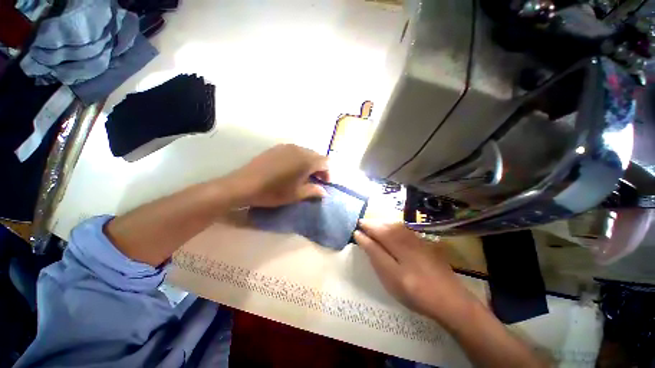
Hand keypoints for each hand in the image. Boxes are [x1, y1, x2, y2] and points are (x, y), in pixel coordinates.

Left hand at [227, 144, 329, 207]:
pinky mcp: (277, 148)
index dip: (328, 173)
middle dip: (319, 168)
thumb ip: (314, 191)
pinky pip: (294, 151)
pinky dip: (298, 159)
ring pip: (305, 153)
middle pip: (316, 156)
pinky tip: (290, 170)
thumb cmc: (274, 192)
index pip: (325, 162)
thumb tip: (324, 192)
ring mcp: (287, 147)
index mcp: (306, 160)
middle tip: (315, 181)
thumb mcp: (296, 194)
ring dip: (309, 163)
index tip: (324, 184)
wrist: (244, 185)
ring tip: (303, 176)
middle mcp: (299, 149)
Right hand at [354, 220, 476, 321]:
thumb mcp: (390, 275)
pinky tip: (391, 230)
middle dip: (373, 223)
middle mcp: (407, 235)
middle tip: (362, 225)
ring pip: (395, 225)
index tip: (356, 228)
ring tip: (373, 225)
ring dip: (382, 223)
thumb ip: (374, 252)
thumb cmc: (415, 291)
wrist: (451, 301)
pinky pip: (403, 229)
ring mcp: (417, 239)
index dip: (365, 227)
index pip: (376, 229)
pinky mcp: (424, 244)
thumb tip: (360, 235)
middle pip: (386, 224)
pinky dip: (393, 227)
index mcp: (397, 242)